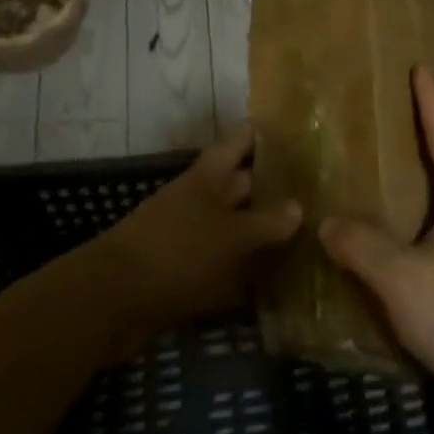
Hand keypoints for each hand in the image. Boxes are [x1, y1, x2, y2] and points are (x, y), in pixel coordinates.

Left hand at [93, 125, 302, 337]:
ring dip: (262, 232)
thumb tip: (298, 206)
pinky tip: (274, 283)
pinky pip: (223, 264)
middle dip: (274, 187)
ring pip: (234, 225)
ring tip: (308, 236)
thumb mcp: (230, 235)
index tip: (300, 133)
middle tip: (320, 193)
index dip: (265, 134)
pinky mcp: (186, 271)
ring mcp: (191, 235)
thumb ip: (266, 222)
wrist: (112, 301)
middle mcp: (201, 199)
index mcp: (208, 176)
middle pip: (241, 184)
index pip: (241, 141)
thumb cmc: (177, 252)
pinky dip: (245, 271)